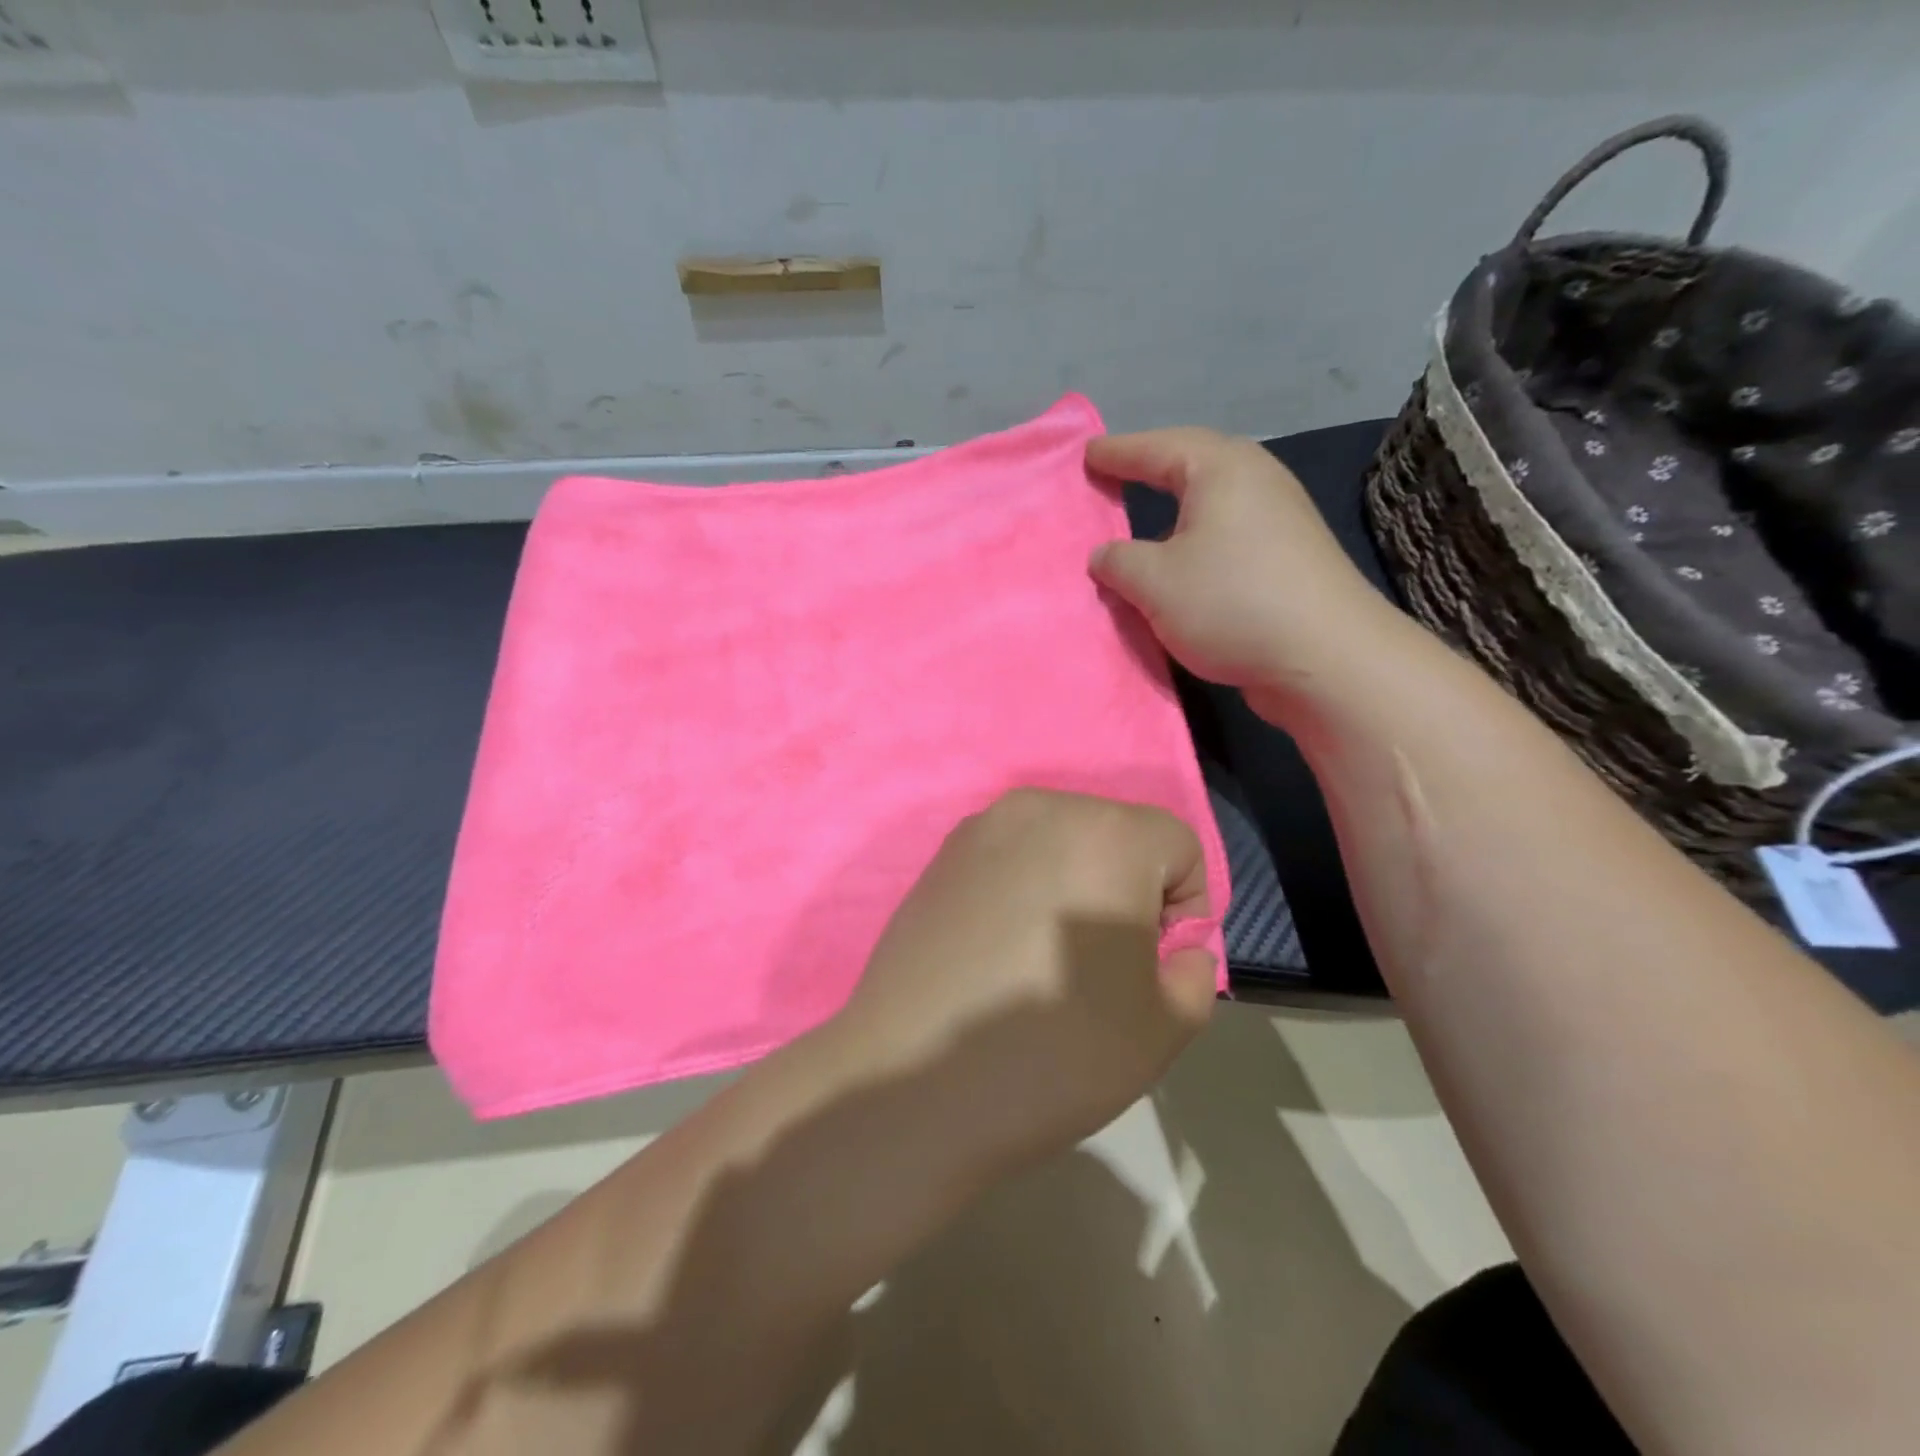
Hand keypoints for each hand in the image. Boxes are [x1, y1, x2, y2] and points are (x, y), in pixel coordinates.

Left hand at [825, 788, 1216, 1176]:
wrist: (917, 1077)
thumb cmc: (1057, 1051)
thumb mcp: (1165, 1025)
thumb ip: (1196, 970)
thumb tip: (1176, 949)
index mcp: (1107, 834)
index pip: (1178, 846)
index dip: (1184, 908)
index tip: (1152, 964)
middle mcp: (1042, 809)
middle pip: (1116, 835)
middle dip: (1127, 889)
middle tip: (1101, 962)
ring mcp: (980, 828)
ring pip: (1060, 843)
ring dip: (1073, 884)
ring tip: (1045, 957)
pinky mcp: (940, 857)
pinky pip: (1009, 858)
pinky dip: (1022, 889)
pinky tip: (997, 952)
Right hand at [1086, 427, 1403, 700]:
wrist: (1326, 659)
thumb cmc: (1231, 603)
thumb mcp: (1154, 582)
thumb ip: (1118, 561)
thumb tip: (1103, 555)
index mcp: (1222, 470)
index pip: (1157, 448)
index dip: (1117, 452)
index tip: (1086, 454)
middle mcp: (1255, 482)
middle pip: (1191, 466)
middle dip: (1149, 470)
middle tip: (1112, 476)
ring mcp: (1278, 520)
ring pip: (1210, 506)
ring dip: (1172, 514)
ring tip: (1140, 526)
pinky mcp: (1287, 559)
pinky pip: (1225, 537)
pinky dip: (1194, 545)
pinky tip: (1181, 568)